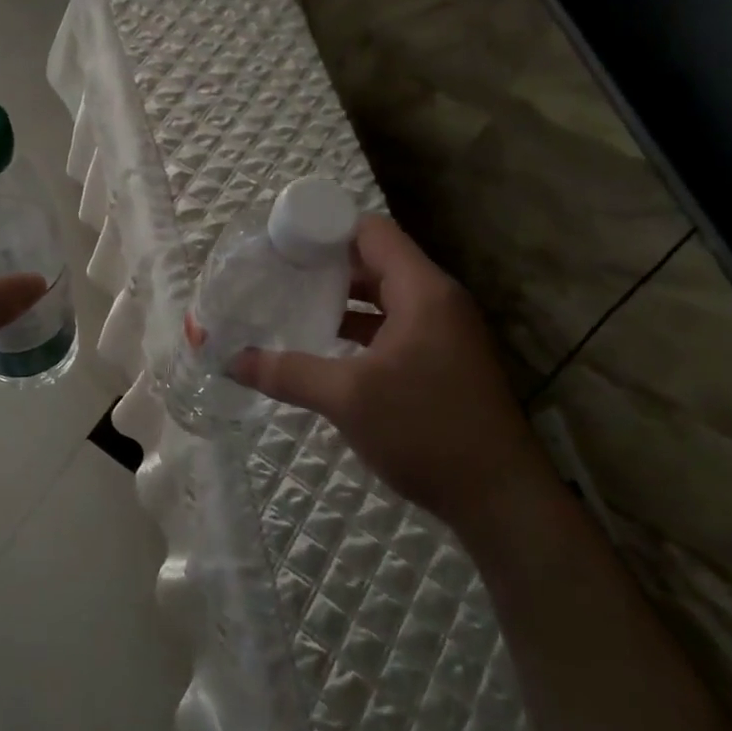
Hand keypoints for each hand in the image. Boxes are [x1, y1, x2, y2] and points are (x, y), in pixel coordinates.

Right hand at [231, 216, 549, 529]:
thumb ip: (287, 373)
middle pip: (376, 260)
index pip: (371, 232)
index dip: (326, 230)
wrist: (502, 500)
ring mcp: (443, 332)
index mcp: (423, 292)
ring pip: (384, 296)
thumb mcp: (349, 398)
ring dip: (342, 298)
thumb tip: (230, 361)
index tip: (283, 244)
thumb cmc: (427, 431)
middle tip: (278, 273)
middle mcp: (437, 301)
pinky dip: (360, 327)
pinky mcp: (442, 361)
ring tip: (292, 304)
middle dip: (327, 264)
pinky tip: (325, 345)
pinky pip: (394, 325)